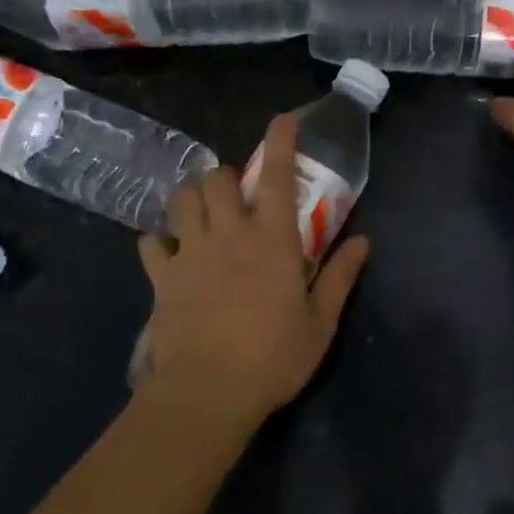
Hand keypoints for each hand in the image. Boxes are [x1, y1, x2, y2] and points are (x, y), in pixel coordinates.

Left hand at [135, 114, 369, 430]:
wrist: (208, 392)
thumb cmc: (273, 357)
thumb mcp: (320, 322)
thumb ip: (341, 277)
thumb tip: (362, 241)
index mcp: (272, 240)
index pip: (276, 176)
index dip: (280, 142)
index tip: (282, 120)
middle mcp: (229, 233)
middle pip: (216, 179)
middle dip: (225, 177)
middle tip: (235, 198)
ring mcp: (190, 252)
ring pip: (181, 200)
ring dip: (193, 198)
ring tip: (202, 214)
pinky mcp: (162, 277)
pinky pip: (151, 243)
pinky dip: (160, 241)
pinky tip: (170, 253)